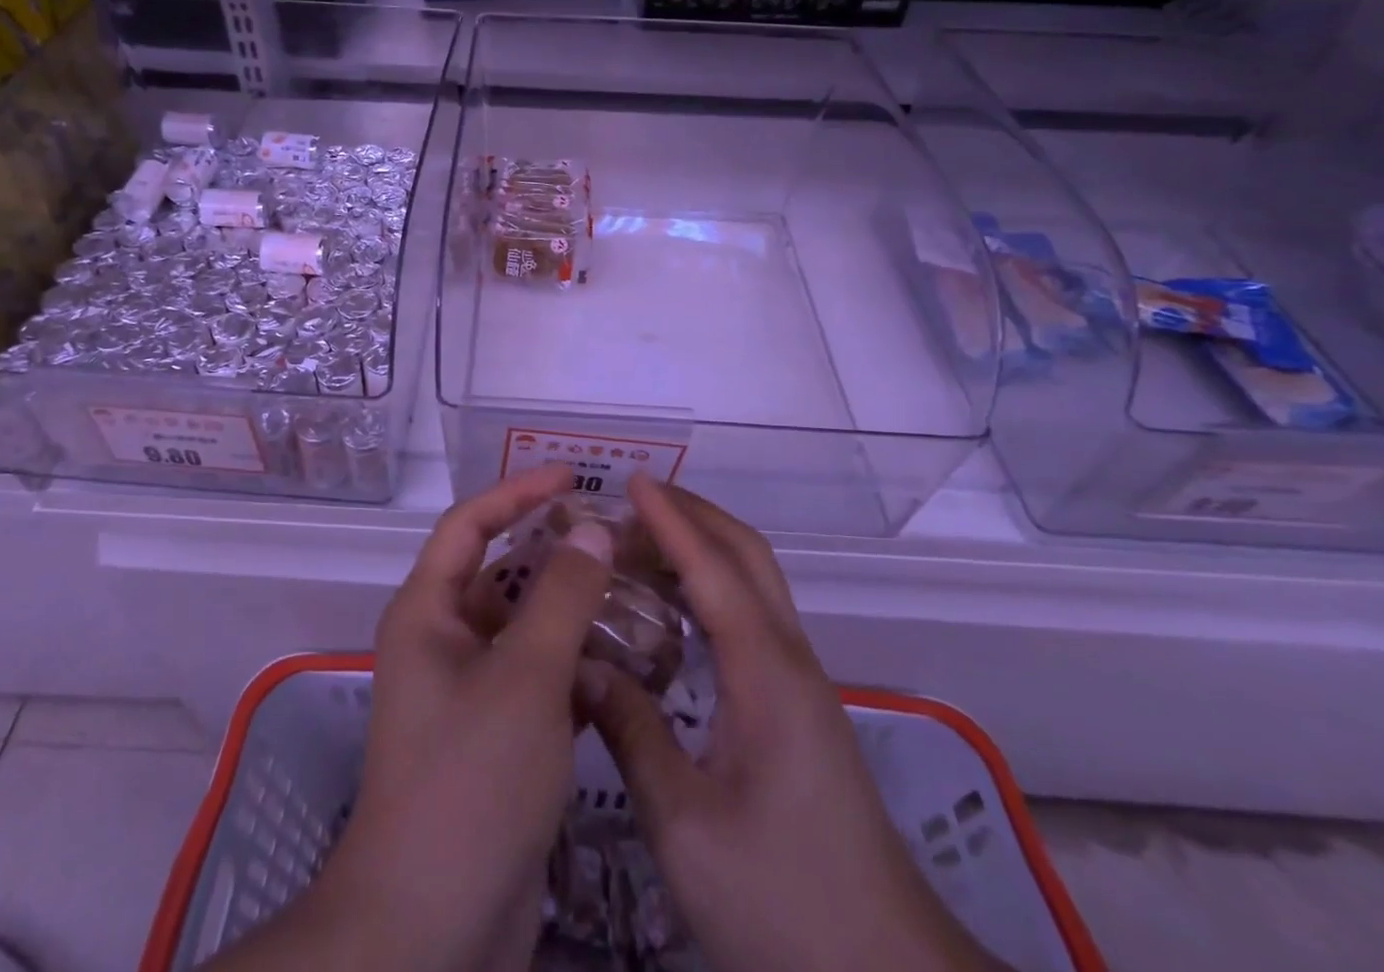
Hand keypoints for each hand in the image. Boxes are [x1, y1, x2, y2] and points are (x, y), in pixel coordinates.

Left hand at [202, 463, 614, 971]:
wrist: (433, 926)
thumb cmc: (470, 779)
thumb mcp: (525, 677)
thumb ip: (562, 597)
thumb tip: (592, 530)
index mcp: (428, 611)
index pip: (470, 524)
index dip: (517, 491)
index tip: (571, 476)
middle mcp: (442, 641)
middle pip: (500, 573)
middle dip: (553, 551)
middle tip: (615, 535)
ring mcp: (468, 691)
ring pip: (524, 628)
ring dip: (570, 610)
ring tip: (633, 590)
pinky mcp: (495, 736)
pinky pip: (536, 677)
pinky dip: (573, 664)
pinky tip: (625, 662)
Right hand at [584, 475, 1007, 971]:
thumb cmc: (784, 901)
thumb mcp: (686, 826)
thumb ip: (631, 732)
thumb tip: (582, 665)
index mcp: (766, 672)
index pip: (713, 568)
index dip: (670, 520)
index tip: (631, 482)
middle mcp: (790, 659)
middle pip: (747, 556)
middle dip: (694, 514)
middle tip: (633, 502)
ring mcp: (801, 682)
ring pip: (755, 583)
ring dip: (704, 547)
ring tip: (642, 544)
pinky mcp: (800, 708)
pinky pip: (753, 616)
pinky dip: (713, 587)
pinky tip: (674, 612)